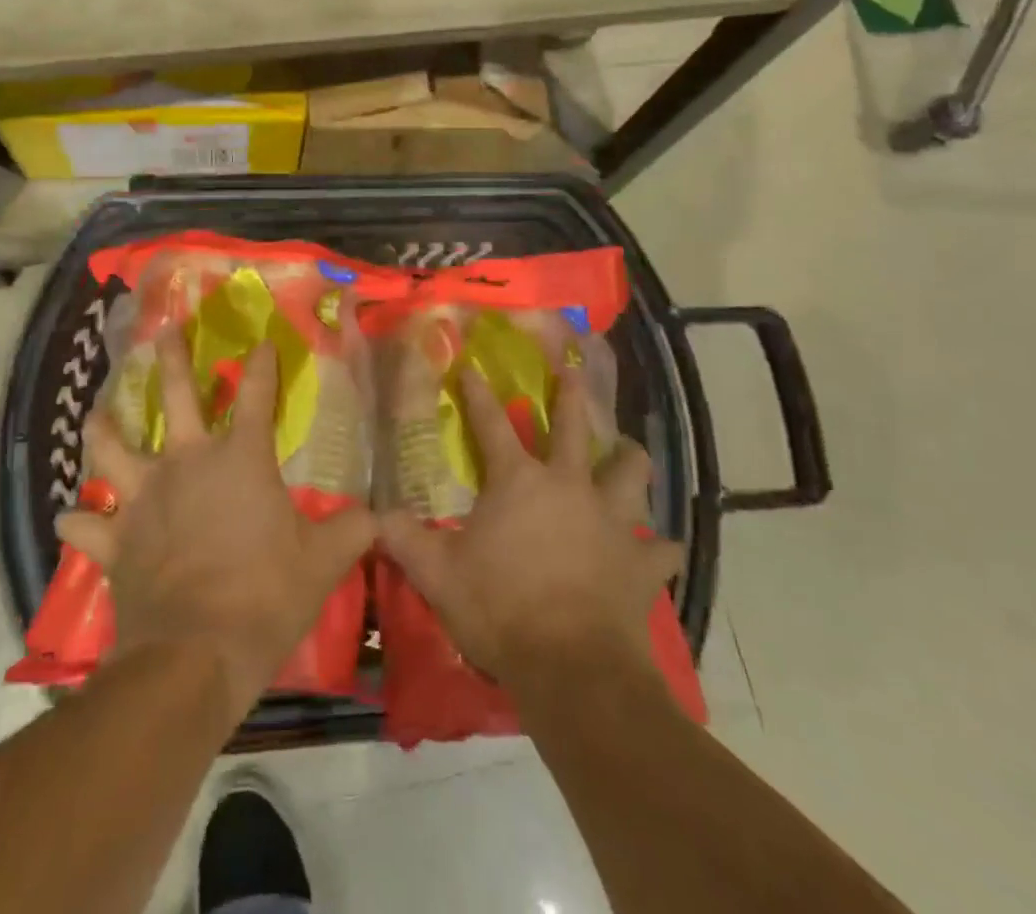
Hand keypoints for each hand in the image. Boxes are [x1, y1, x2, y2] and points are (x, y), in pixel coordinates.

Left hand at [57, 333, 375, 716]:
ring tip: (96, 413)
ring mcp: (144, 497)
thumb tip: (380, 516)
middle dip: (172, 360)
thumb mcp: (323, 563)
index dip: (261, 365)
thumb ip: (352, 530)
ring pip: (111, 448)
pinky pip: (85, 524)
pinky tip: (70, 517)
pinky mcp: (115, 539)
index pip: (256, 395)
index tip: (261, 341)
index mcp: (240, 459)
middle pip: (177, 397)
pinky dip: (77, 520)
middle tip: (163, 332)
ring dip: (102, 429)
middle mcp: (186, 463)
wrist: (195, 655)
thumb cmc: (264, 597)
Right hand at [380, 366, 682, 693]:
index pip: (491, 424)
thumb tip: (374, 515)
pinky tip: (660, 548)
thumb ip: (403, 538)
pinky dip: (659, 546)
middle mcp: (569, 487)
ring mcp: (612, 522)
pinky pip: (661, 548)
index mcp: (518, 482)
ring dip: (630, 460)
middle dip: (572, 396)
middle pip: (574, 428)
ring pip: (631, 474)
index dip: (478, 393)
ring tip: (628, 451)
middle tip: (575, 372)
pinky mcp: (641, 564)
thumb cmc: (499, 609)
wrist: (570, 669)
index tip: (472, 366)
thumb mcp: (436, 573)